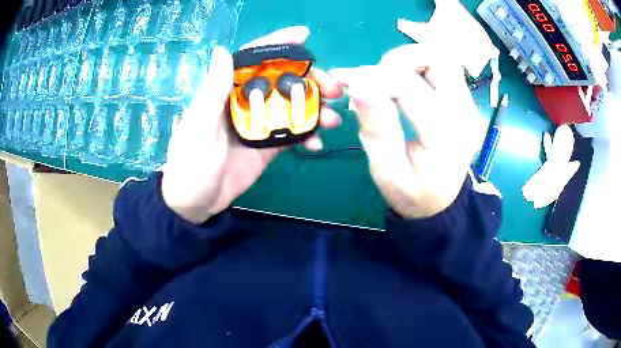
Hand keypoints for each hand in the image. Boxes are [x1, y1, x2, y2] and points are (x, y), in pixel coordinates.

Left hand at [161, 26, 342, 223]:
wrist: (195, 204)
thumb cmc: (190, 166)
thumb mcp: (199, 129)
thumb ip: (212, 92)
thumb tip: (223, 50)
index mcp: (226, 92)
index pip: (253, 59)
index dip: (278, 44)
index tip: (304, 36)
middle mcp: (245, 102)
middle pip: (282, 81)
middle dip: (310, 80)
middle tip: (334, 89)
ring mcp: (259, 124)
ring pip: (293, 106)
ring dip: (316, 108)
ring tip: (333, 119)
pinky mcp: (267, 145)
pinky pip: (292, 133)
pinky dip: (307, 135)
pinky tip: (317, 143)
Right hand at [331, 44, 482, 218]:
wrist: (442, 203)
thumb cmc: (414, 193)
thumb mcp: (388, 172)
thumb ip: (377, 130)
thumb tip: (359, 86)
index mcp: (444, 135)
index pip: (408, 85)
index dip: (374, 77)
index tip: (349, 82)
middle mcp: (463, 113)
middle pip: (436, 59)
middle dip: (399, 60)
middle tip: (378, 80)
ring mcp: (467, 105)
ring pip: (441, 58)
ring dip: (411, 61)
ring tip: (390, 81)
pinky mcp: (464, 101)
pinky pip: (443, 69)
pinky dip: (419, 67)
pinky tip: (404, 85)